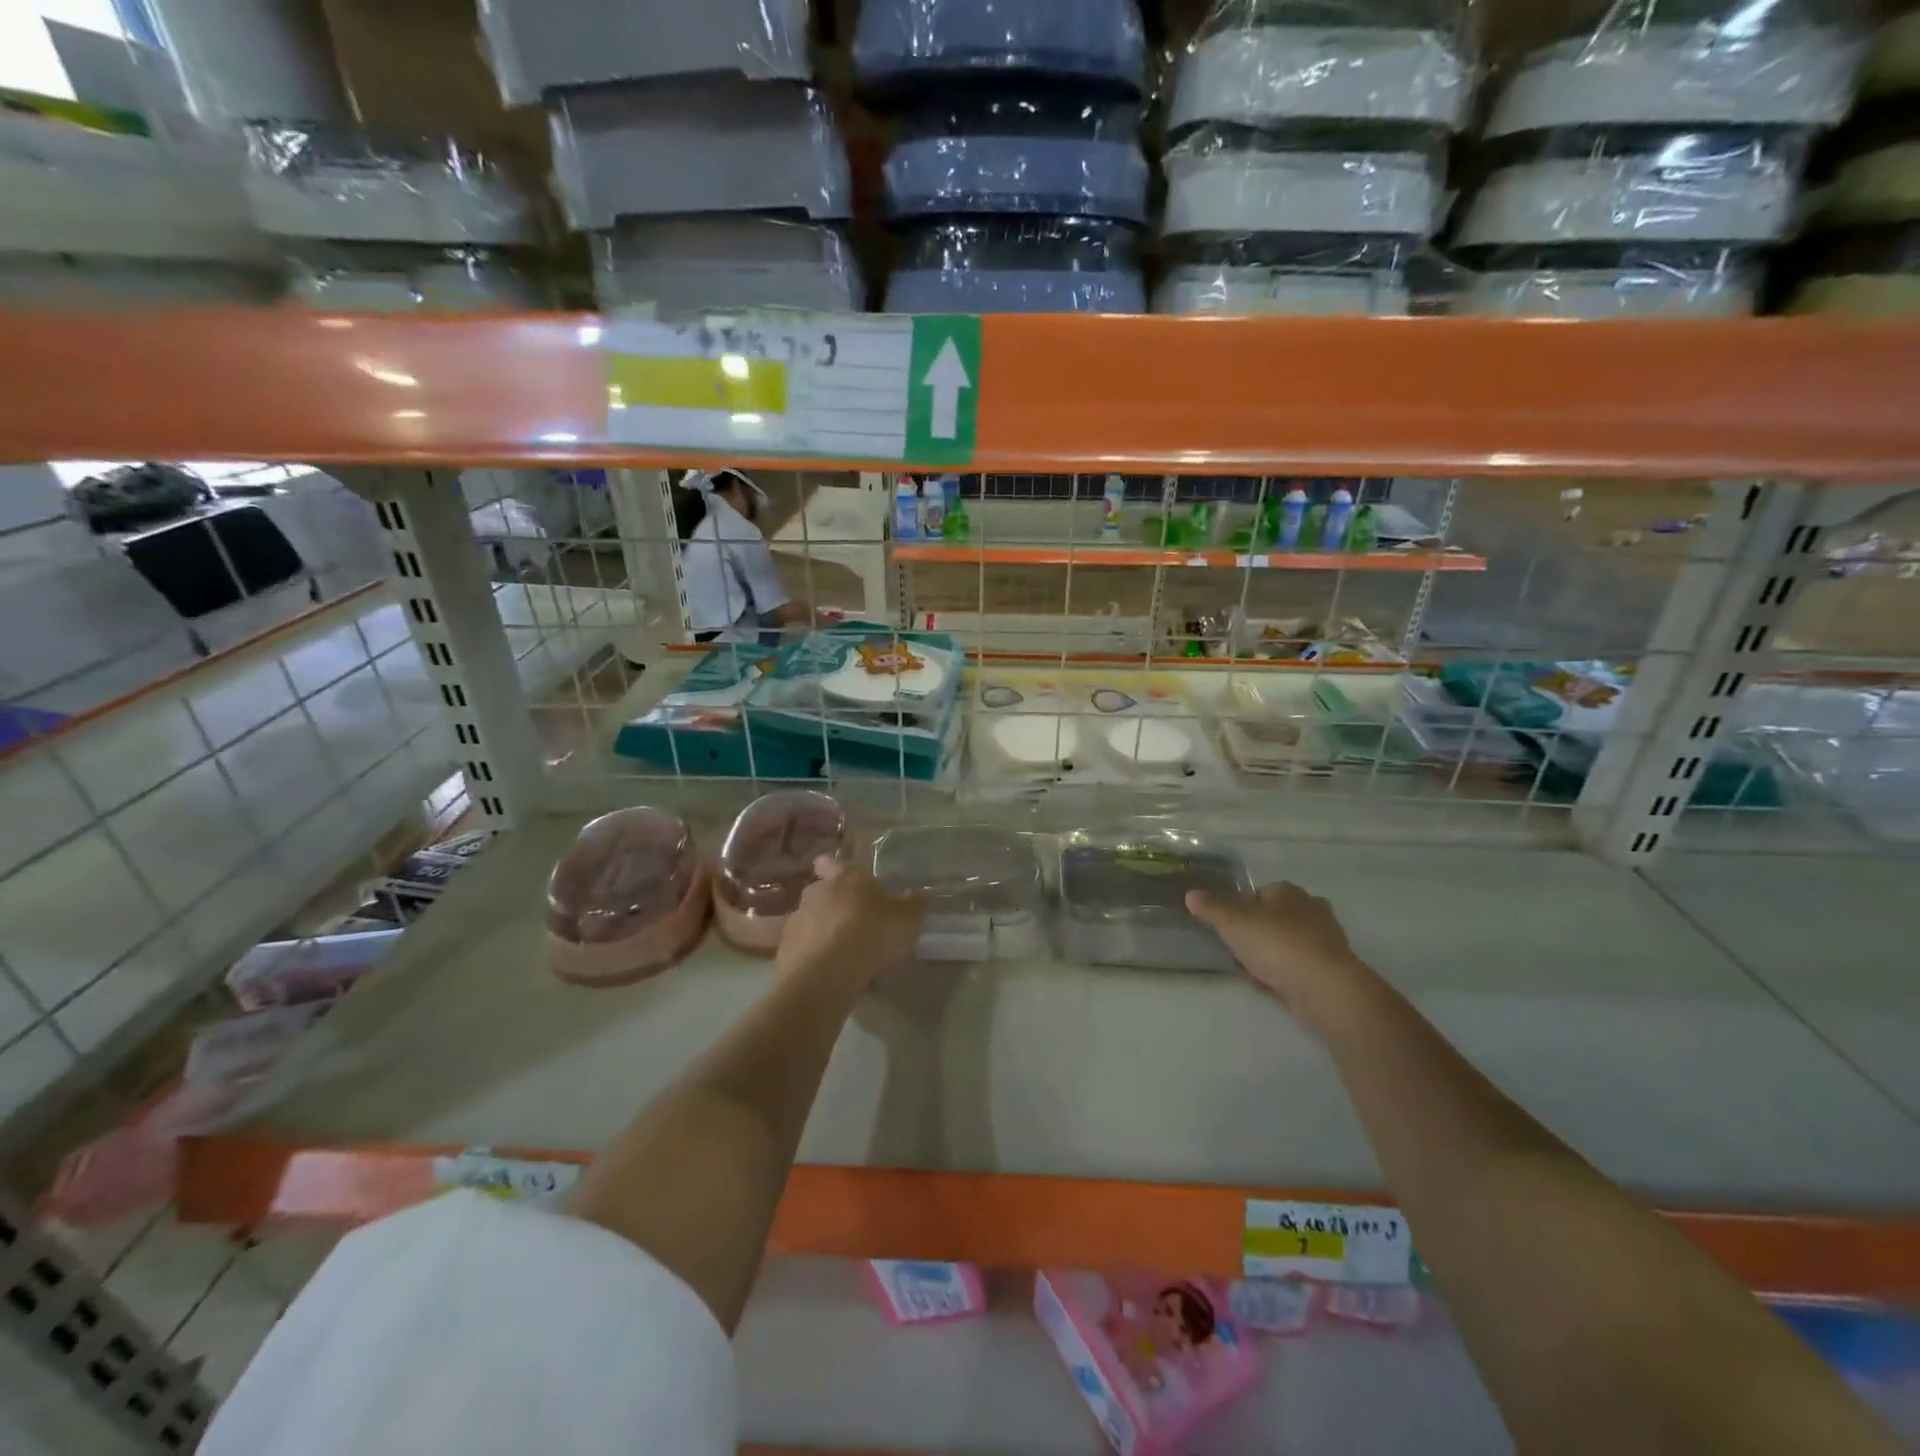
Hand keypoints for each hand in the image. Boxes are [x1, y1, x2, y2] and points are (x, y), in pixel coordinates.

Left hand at [777, 856, 925, 990]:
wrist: (825, 976)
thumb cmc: (871, 934)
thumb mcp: (908, 919)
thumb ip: (914, 905)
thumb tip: (917, 896)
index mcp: (844, 877)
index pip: (832, 862)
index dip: (836, 867)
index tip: (846, 880)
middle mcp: (816, 893)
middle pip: (822, 893)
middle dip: (836, 905)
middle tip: (858, 924)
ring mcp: (796, 923)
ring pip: (812, 922)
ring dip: (825, 933)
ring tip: (847, 956)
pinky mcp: (784, 953)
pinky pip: (804, 951)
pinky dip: (816, 958)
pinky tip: (833, 975)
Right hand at [1186, 881, 1363, 1015]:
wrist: (1325, 988)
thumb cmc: (1276, 944)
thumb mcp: (1232, 922)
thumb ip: (1210, 907)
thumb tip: (1191, 894)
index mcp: (1289, 892)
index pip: (1259, 892)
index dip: (1241, 909)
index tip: (1227, 928)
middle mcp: (1311, 910)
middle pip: (1273, 919)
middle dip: (1254, 935)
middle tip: (1237, 951)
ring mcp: (1325, 941)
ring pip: (1285, 945)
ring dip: (1266, 958)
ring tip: (1250, 973)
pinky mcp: (1331, 970)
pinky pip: (1297, 968)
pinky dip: (1282, 975)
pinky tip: (1269, 987)